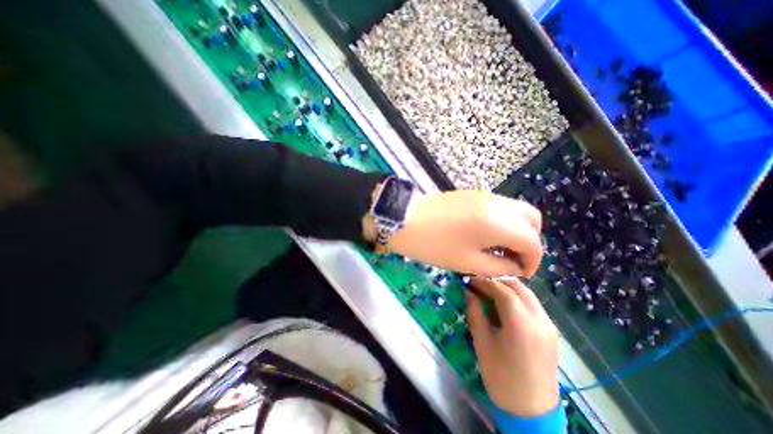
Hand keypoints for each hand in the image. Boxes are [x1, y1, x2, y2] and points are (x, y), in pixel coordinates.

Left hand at [366, 190, 541, 277]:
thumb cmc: (434, 244)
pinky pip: (499, 207)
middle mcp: (497, 204)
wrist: (405, 219)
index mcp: (499, 222)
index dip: (532, 261)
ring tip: (497, 248)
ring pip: (516, 211)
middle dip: (528, 241)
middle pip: (531, 219)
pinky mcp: (473, 194)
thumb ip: (499, 267)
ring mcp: (485, 195)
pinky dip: (502, 221)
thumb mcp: (468, 262)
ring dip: (515, 230)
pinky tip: (485, 234)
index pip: (533, 242)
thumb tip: (515, 267)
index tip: (520, 272)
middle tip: (511, 258)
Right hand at [462, 278, 559, 416]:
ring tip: (490, 292)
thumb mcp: (482, 342)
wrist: (532, 411)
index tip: (471, 280)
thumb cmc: (501, 377)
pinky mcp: (551, 331)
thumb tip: (469, 292)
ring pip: (527, 294)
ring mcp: (548, 325)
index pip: (502, 289)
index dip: (484, 281)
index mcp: (521, 323)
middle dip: (497, 280)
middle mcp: (539, 319)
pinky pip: (533, 304)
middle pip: (518, 287)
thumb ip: (475, 312)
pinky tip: (504, 305)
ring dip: (508, 288)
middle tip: (480, 283)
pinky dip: (517, 298)